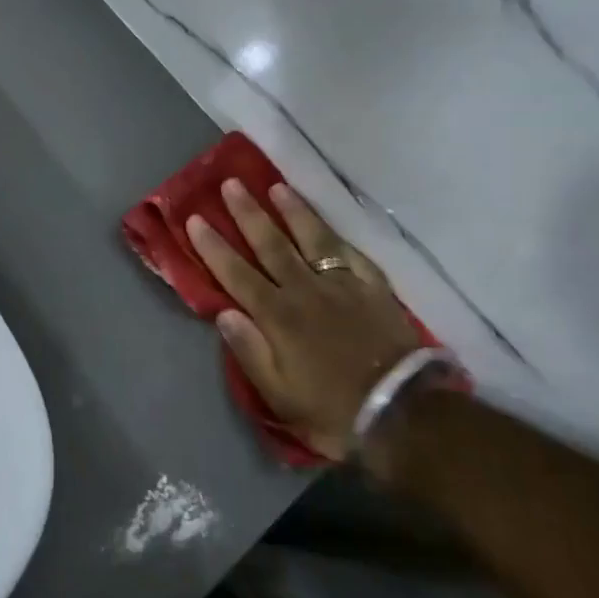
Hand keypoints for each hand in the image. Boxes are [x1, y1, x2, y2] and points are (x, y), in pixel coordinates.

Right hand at [186, 180, 423, 459]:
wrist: (402, 413)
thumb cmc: (332, 410)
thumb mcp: (279, 394)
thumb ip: (249, 351)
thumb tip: (223, 312)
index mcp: (278, 317)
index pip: (237, 274)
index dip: (214, 246)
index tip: (196, 218)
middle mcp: (305, 290)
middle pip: (271, 244)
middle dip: (248, 213)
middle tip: (230, 184)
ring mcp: (342, 284)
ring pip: (312, 238)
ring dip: (292, 210)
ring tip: (276, 186)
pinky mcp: (374, 287)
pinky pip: (350, 252)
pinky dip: (335, 234)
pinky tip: (325, 222)